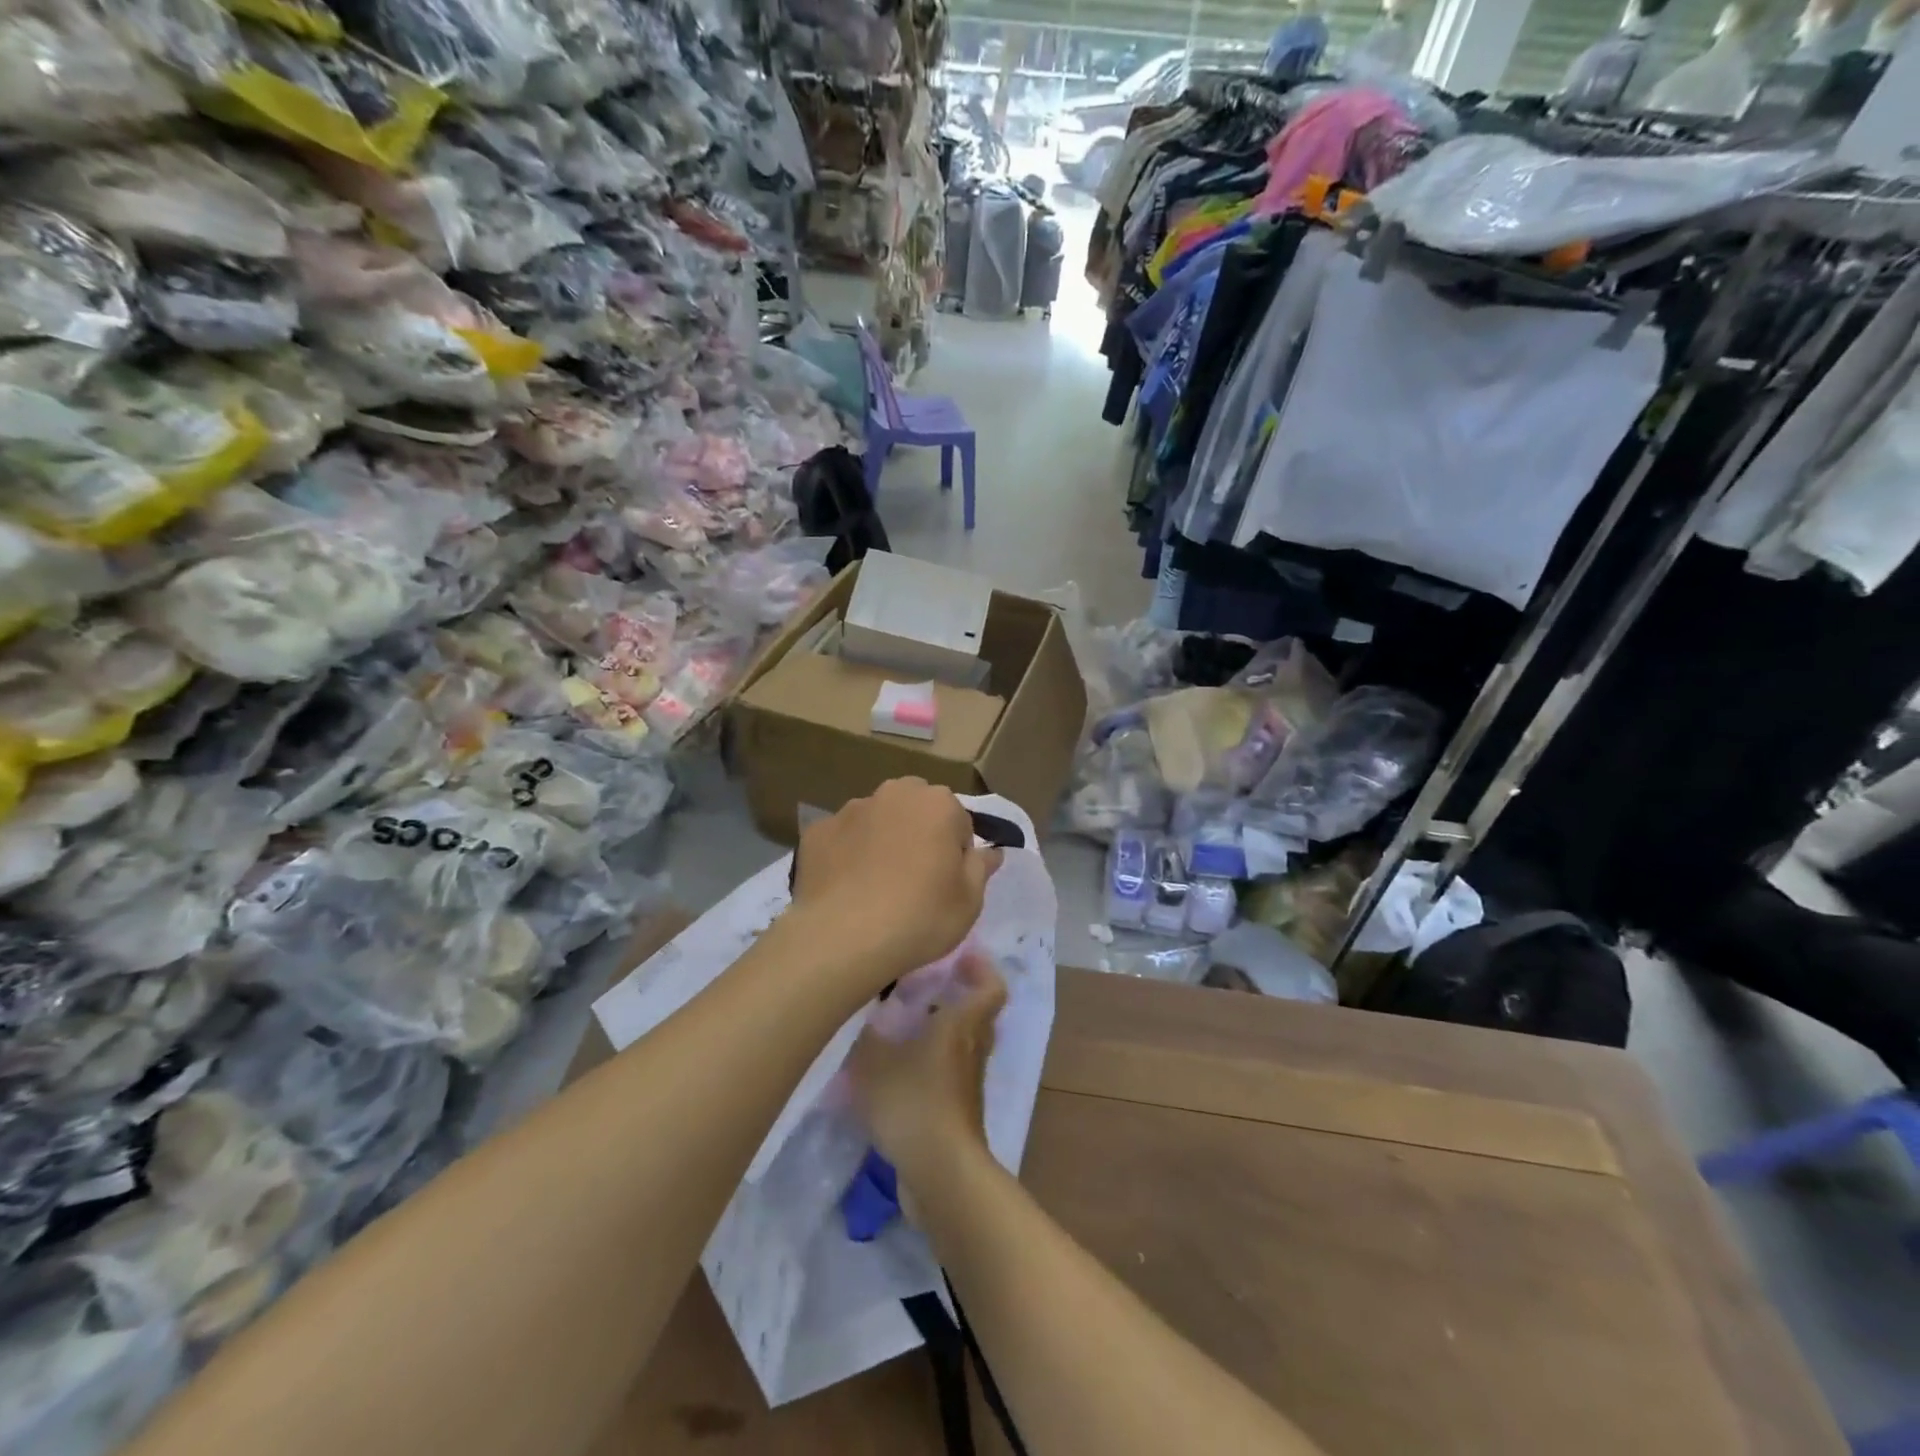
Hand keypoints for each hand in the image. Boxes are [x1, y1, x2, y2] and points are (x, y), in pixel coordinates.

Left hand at [789, 778, 1001, 988]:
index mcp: (938, 803)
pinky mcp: (818, 831)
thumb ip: (981, 867)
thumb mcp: (969, 901)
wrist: (843, 937)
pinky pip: (842, 838)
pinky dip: (847, 854)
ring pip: (877, 819)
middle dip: (919, 832)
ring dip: (882, 839)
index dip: (956, 853)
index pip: (959, 821)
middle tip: (915, 878)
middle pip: (916, 808)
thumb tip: (991, 851)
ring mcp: (851, 809)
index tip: (947, 883)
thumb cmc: (920, 917)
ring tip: (876, 885)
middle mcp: (894, 793)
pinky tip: (846, 888)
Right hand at [847, 951, 1005, 1197]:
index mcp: (961, 1026)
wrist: (940, 1172)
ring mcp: (968, 1084)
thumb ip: (867, 1033)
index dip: (982, 968)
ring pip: (966, 1045)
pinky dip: (936, 1064)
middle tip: (930, 985)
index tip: (962, 955)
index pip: (991, 987)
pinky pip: (952, 1074)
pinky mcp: (959, 1112)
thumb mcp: (874, 1061)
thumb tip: (864, 1013)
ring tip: (910, 1024)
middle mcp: (972, 1050)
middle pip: (980, 1014)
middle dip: (960, 996)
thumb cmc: (912, 1102)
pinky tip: (903, 1069)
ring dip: (946, 1031)